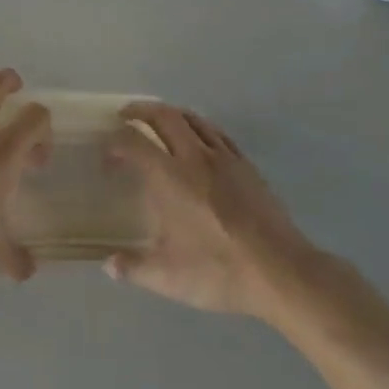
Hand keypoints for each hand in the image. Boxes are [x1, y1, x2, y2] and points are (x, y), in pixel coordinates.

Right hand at [104, 102, 314, 315]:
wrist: (282, 272)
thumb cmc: (220, 270)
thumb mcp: (168, 277)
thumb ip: (133, 268)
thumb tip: (109, 265)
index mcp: (171, 178)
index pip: (134, 142)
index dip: (115, 143)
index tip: (106, 156)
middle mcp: (195, 158)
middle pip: (164, 116)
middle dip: (140, 111)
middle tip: (124, 116)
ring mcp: (225, 159)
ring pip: (193, 119)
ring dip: (170, 114)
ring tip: (158, 121)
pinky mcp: (247, 166)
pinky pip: (217, 134)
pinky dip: (199, 127)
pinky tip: (198, 141)